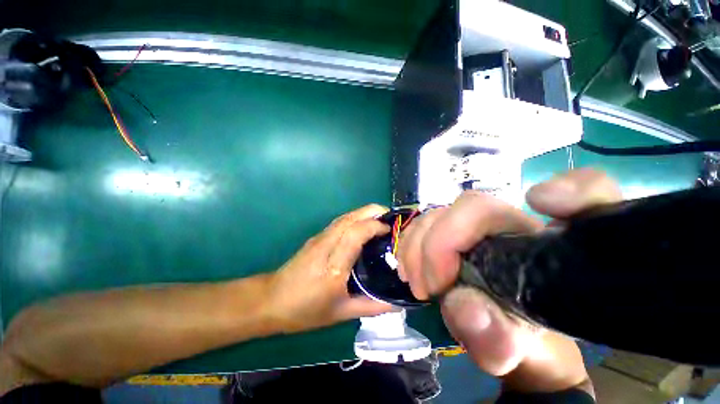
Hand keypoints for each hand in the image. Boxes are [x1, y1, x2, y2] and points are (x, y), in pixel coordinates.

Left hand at [266, 204, 394, 333]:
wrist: (272, 300)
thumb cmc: (306, 310)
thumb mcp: (342, 313)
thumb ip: (372, 306)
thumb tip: (398, 303)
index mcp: (334, 266)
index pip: (355, 234)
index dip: (375, 226)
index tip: (391, 230)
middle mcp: (326, 245)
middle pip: (351, 218)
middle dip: (373, 212)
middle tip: (391, 218)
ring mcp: (320, 238)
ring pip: (345, 216)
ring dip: (365, 213)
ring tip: (382, 220)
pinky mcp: (317, 236)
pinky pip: (340, 221)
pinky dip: (356, 218)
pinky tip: (365, 225)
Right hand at [397, 169, 620, 384]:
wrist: (499, 331)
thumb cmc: (520, 339)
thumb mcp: (515, 351)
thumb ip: (497, 339)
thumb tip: (464, 307)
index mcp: (550, 249)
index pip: (588, 194)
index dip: (574, 188)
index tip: (544, 203)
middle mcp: (515, 225)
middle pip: (473, 206)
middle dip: (440, 243)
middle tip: (432, 286)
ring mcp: (477, 224)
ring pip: (440, 213)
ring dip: (418, 246)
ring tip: (419, 283)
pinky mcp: (450, 228)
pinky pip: (423, 222)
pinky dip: (410, 242)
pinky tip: (410, 267)